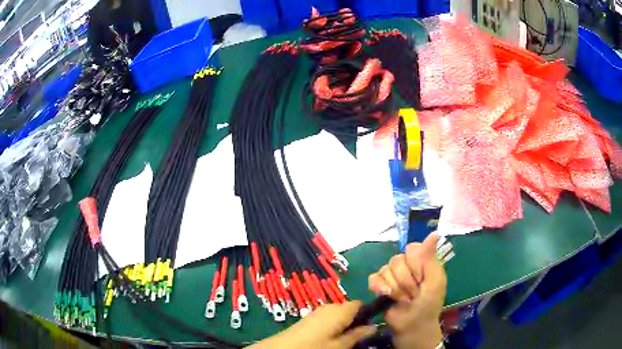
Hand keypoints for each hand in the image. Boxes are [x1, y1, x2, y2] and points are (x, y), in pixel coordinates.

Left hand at [248, 301, 376, 348]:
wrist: (282, 348)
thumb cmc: (315, 347)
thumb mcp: (340, 345)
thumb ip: (358, 335)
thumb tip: (374, 326)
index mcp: (340, 310)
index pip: (361, 304)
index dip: (368, 314)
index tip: (370, 327)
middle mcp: (330, 306)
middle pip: (350, 309)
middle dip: (356, 321)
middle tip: (358, 337)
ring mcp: (318, 311)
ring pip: (340, 314)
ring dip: (345, 325)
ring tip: (344, 340)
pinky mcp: (310, 317)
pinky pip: (329, 318)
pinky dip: (334, 326)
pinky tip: (330, 338)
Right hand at [368, 233, 446, 348]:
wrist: (413, 325)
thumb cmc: (429, 303)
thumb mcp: (435, 280)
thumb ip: (430, 258)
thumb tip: (433, 233)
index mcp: (421, 261)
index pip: (411, 249)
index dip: (415, 264)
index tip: (422, 278)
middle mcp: (406, 265)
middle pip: (396, 260)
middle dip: (406, 281)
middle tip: (414, 293)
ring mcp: (391, 275)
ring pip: (385, 270)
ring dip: (395, 288)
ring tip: (403, 299)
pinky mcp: (378, 286)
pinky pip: (373, 278)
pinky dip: (379, 287)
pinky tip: (386, 296)